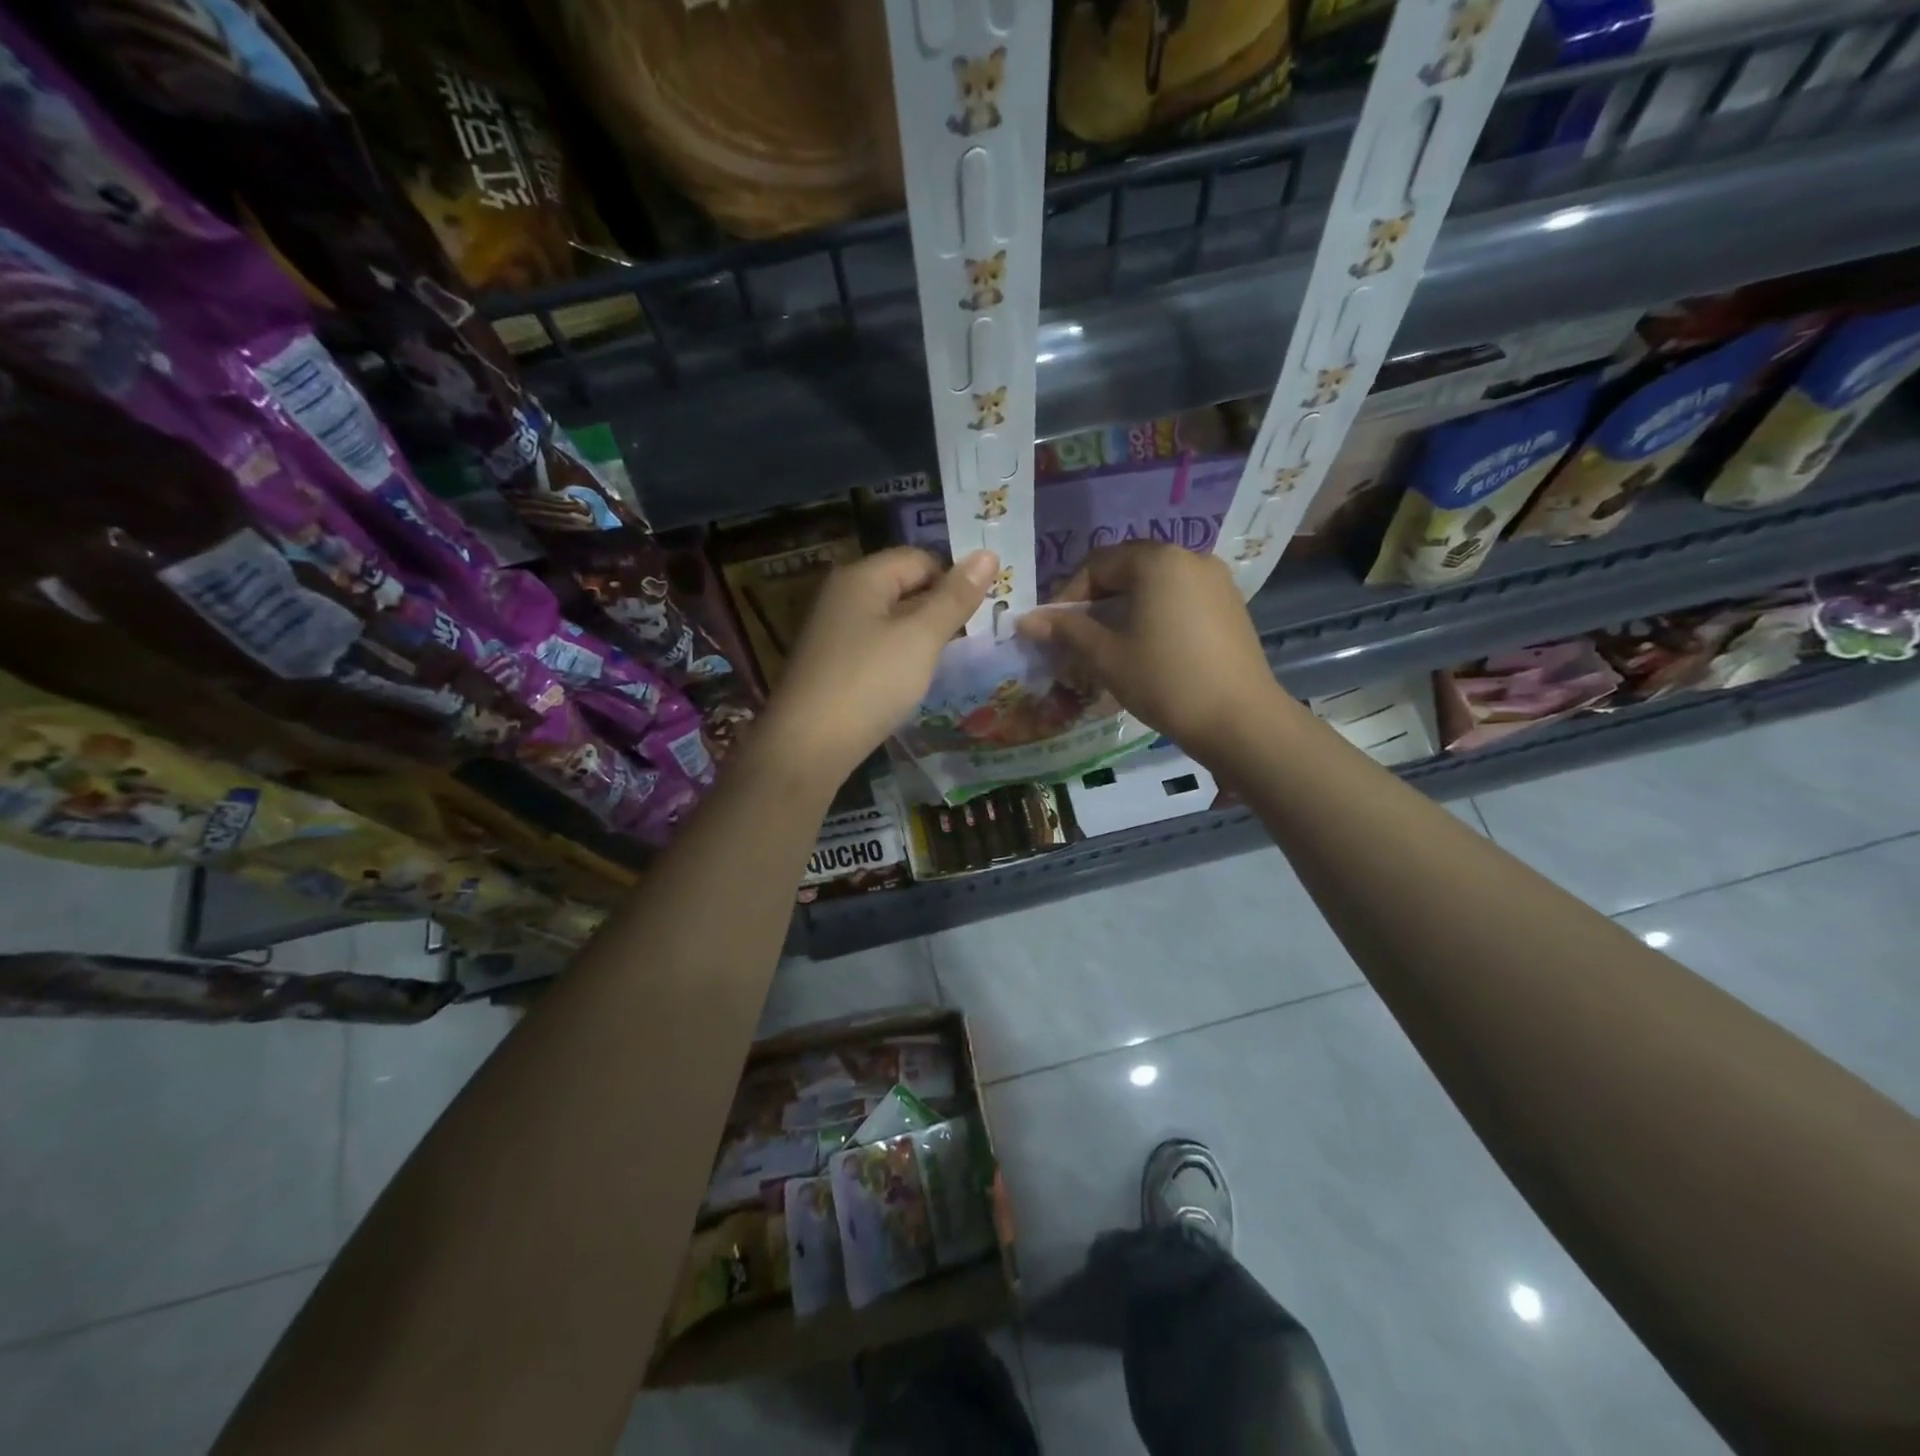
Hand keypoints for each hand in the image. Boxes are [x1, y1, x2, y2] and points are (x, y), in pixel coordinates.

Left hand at [762, 546, 997, 786]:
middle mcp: (842, 594)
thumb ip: (955, 597)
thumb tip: (989, 553)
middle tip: (971, 639)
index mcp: (862, 577)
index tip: (980, 614)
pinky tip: (909, 681)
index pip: (920, 559)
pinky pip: (874, 645)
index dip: (954, 580)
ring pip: (890, 619)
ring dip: (920, 636)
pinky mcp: (830, 663)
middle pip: (903, 586)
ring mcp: (832, 630)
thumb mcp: (921, 638)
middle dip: (938, 608)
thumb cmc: (869, 683)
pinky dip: (897, 656)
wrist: (806, 747)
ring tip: (945, 661)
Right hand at [1017, 542, 1284, 765]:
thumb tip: (1025, 620)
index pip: (1098, 565)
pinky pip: (1179, 601)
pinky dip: (1153, 617)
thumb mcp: (1107, 656)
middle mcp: (1190, 558)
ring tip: (1107, 648)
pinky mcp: (1230, 606)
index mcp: (1157, 560)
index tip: (1053, 630)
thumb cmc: (1165, 681)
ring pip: (1153, 588)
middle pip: (1127, 572)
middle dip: (1095, 604)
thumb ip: (1066, 631)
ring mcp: (1216, 581)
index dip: (1067, 596)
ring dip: (1123, 612)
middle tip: (1076, 640)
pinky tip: (1145, 650)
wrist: (1240, 720)